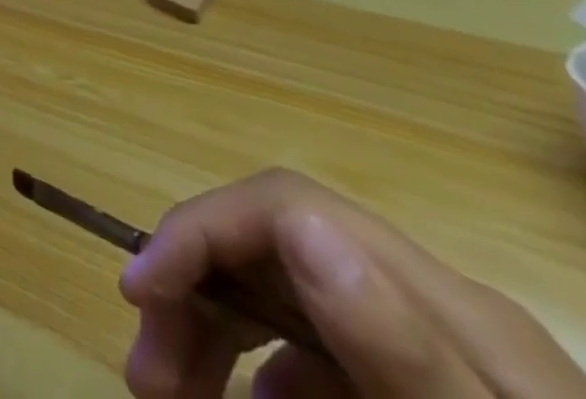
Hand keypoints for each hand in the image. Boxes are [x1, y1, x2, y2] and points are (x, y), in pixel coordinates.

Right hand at [119, 169, 585, 398]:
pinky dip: (268, 375)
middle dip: (193, 291)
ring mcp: (435, 351)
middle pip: (275, 247)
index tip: (136, 294)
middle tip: (145, 375)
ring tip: (175, 393)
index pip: (287, 206)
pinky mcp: (425, 385)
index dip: (197, 230)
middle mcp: (435, 306)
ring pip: (288, 297)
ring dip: (216, 334)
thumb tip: (304, 226)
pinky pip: (323, 355)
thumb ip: (404, 351)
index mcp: (449, 306)